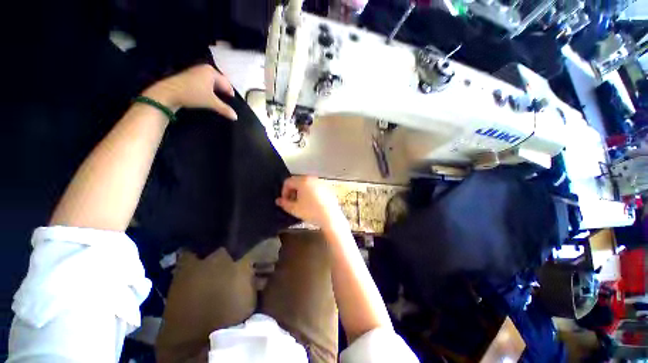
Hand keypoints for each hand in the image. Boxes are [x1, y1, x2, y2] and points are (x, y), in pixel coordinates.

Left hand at [142, 64, 236, 119]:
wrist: (168, 93)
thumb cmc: (193, 94)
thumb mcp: (211, 102)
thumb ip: (225, 109)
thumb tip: (236, 117)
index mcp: (212, 72)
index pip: (227, 83)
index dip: (230, 93)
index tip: (233, 102)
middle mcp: (205, 69)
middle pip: (220, 81)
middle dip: (223, 91)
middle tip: (227, 102)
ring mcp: (196, 71)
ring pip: (212, 82)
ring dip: (216, 91)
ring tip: (218, 100)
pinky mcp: (190, 76)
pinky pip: (205, 82)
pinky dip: (208, 89)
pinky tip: (208, 96)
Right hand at [275, 176, 345, 227]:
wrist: (330, 216)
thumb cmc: (311, 211)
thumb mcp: (294, 209)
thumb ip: (284, 203)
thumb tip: (279, 200)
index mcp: (303, 181)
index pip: (288, 182)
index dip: (284, 191)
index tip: (285, 200)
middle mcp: (312, 178)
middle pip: (298, 181)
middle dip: (293, 191)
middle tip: (292, 202)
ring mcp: (321, 182)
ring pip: (307, 184)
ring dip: (302, 191)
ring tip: (302, 203)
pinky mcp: (328, 187)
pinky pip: (316, 187)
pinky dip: (311, 192)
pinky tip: (313, 203)